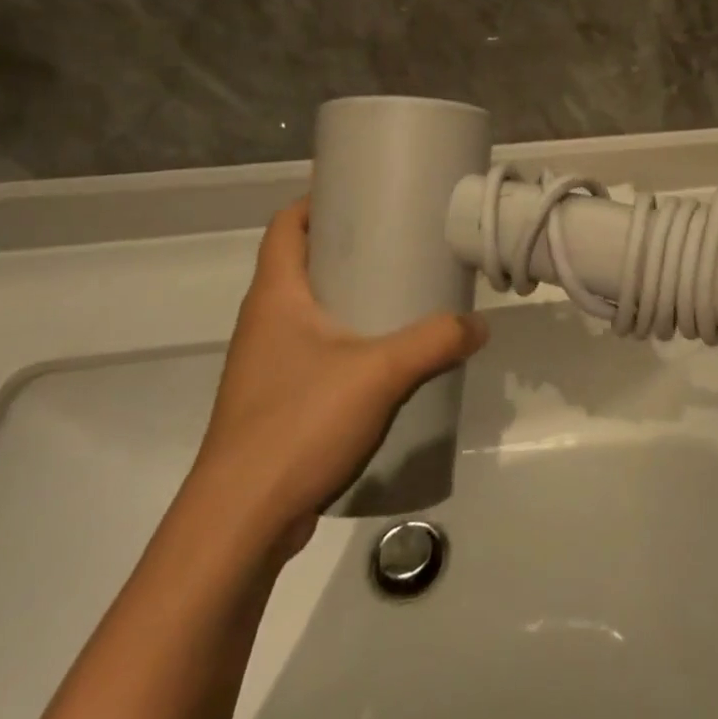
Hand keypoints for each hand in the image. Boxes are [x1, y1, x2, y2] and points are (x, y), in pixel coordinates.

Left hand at [190, 199, 487, 553]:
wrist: (237, 525)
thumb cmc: (298, 425)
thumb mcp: (380, 374)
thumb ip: (435, 342)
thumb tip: (480, 324)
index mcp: (275, 297)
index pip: (284, 227)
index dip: (315, 201)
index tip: (359, 193)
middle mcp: (262, 323)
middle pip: (298, 264)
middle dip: (343, 247)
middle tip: (395, 241)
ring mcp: (263, 367)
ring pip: (305, 312)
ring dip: (343, 297)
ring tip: (395, 294)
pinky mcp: (272, 404)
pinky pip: (310, 352)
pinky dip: (341, 341)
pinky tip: (379, 360)